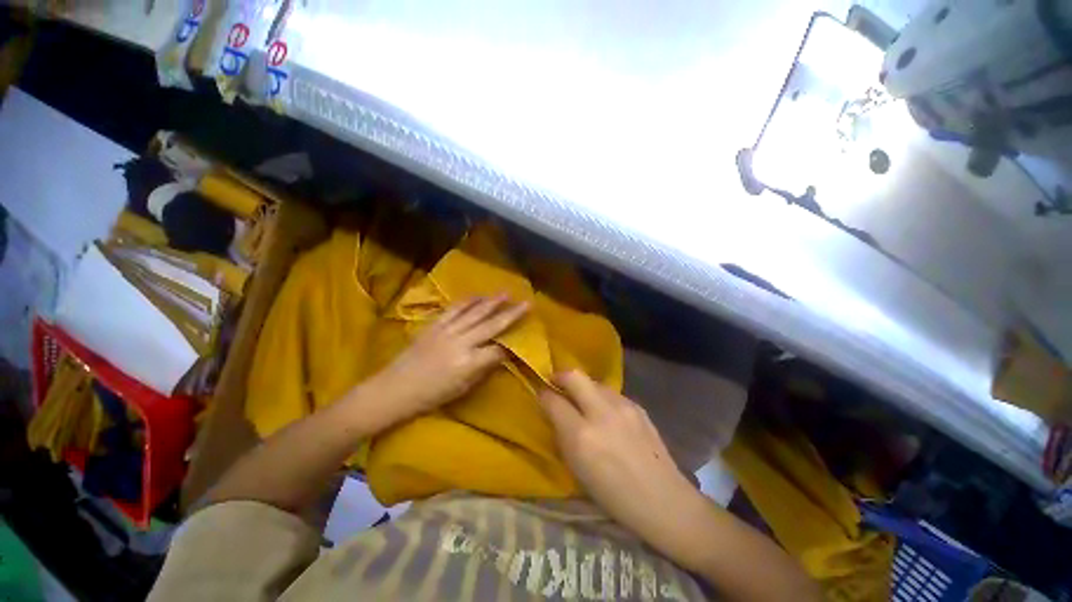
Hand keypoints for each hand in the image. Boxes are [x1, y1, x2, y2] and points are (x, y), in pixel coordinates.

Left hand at [368, 295, 527, 424]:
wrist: (393, 389)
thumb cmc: (430, 396)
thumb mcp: (462, 389)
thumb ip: (483, 369)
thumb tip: (499, 354)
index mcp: (468, 363)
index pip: (497, 350)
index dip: (511, 346)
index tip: (522, 339)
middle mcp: (460, 343)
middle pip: (491, 325)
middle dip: (511, 314)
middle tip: (527, 303)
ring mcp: (446, 331)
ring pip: (474, 312)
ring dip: (492, 302)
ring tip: (506, 294)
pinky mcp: (434, 325)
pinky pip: (454, 310)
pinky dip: (467, 302)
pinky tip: (478, 296)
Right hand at [539, 371, 700, 540]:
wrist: (663, 499)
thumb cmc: (613, 495)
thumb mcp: (577, 469)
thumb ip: (563, 435)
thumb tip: (554, 412)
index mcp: (581, 436)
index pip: (553, 401)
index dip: (543, 394)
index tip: (541, 394)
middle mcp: (601, 413)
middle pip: (574, 376)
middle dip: (560, 376)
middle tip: (556, 383)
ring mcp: (623, 406)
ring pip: (594, 382)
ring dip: (583, 387)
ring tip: (583, 402)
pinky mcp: (637, 406)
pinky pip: (611, 393)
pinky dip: (601, 397)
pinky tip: (607, 413)